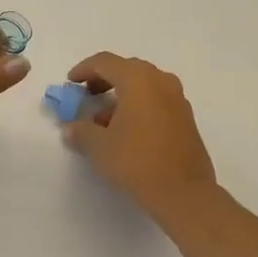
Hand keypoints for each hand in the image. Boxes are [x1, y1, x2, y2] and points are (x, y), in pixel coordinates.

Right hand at [61, 52, 219, 222]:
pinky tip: (127, 131)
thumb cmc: (137, 162)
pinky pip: (157, 100)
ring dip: (122, 95)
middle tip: (87, 96)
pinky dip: (139, 106)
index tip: (71, 83)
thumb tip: (71, 128)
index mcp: (137, 79)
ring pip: (144, 85)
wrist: (184, 194)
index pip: (105, 62)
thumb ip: (81, 131)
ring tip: (104, 120)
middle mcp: (160, 80)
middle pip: (126, 69)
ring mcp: (178, 99)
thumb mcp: (99, 147)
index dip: (84, 69)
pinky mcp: (186, 118)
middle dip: (104, 80)